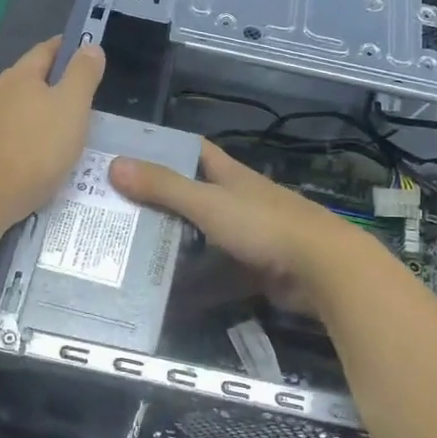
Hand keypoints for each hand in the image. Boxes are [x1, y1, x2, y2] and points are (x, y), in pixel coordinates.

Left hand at [0, 37, 103, 228]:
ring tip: (51, 134)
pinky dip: (15, 142)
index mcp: (20, 76)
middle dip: (47, 86)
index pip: (45, 50)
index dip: (66, 49)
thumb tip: (90, 46)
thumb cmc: (35, 149)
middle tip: (74, 101)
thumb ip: (83, 75)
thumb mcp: (72, 108)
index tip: (83, 53)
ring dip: (29, 116)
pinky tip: (25, 159)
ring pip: (9, 110)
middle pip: (25, 80)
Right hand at [109, 140, 374, 313]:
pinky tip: (166, 288)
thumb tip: (114, 164)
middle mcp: (238, 201)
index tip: (127, 154)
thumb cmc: (264, 225)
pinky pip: (217, 272)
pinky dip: (196, 280)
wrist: (322, 269)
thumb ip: (164, 187)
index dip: (164, 148)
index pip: (193, 151)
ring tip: (130, 250)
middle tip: (116, 210)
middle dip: (159, 201)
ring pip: (203, 236)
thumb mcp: (208, 203)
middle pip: (193, 195)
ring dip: (175, 242)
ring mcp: (249, 236)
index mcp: (230, 176)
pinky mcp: (255, 269)